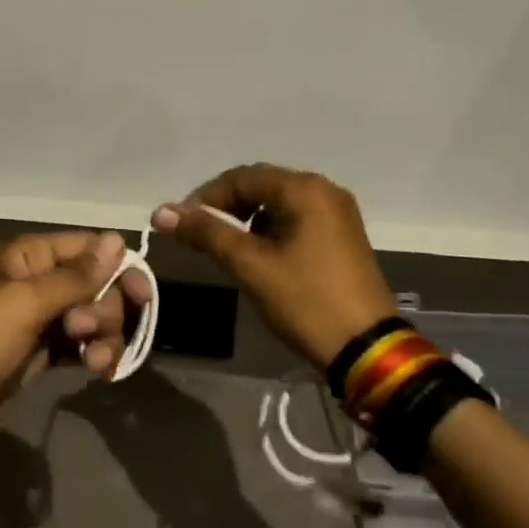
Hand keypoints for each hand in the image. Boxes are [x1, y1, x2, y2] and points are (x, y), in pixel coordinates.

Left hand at [0, 231, 153, 426]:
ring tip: (96, 362)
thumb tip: (117, 240)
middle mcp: (38, 281)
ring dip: (103, 337)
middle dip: (104, 309)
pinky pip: (81, 345)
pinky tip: (99, 372)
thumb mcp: (24, 303)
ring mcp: (40, 318)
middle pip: (97, 284)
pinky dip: (94, 355)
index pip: (89, 248)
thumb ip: (74, 276)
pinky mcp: (42, 351)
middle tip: (84, 332)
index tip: (142, 297)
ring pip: (93, 316)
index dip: (119, 269)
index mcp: (29, 256)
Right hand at [153, 164, 395, 369]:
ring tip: (225, 249)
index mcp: (305, 190)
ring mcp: (338, 214)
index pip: (241, 177)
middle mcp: (324, 191)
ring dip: (246, 220)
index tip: (182, 225)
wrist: (367, 350)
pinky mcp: (342, 237)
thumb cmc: (305, 300)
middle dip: (225, 208)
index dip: (206, 197)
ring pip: (277, 204)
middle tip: (199, 236)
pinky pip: (296, 220)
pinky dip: (269, 231)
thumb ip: (206, 232)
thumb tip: (161, 212)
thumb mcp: (249, 265)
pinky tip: (258, 256)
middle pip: (260, 186)